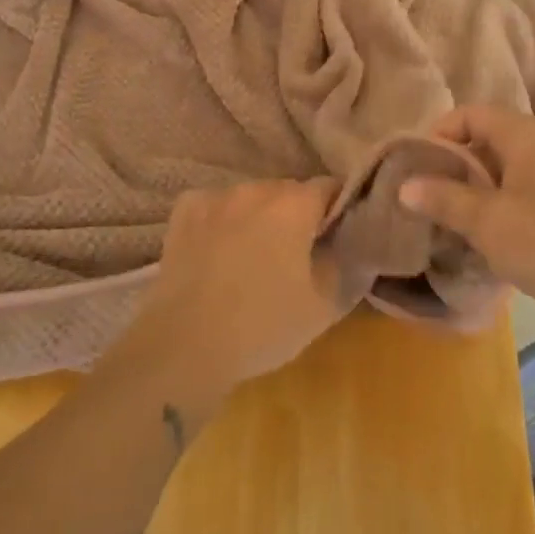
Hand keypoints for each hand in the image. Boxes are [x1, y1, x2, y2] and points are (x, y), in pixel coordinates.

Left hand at [135, 179, 365, 388]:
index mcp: (294, 204)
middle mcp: (255, 189)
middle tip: (298, 254)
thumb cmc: (262, 325)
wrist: (184, 346)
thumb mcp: (323, 306)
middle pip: (289, 191)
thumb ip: (345, 266)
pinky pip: (215, 207)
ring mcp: (215, 197)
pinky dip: (223, 221)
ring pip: (251, 198)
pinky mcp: (184, 213)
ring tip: (255, 256)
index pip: (331, 187)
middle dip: (299, 215)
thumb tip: (350, 245)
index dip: (339, 210)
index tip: (338, 236)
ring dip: (260, 217)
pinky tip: (219, 250)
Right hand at [400, 107, 534, 328]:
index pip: (469, 114)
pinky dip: (495, 206)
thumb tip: (405, 186)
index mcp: (524, 135)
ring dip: (472, 191)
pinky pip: (519, 192)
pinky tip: (481, 237)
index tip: (415, 167)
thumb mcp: (488, 222)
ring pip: (501, 170)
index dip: (438, 135)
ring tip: (446, 220)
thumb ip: (444, 199)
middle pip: (484, 141)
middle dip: (451, 167)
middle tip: (424, 197)